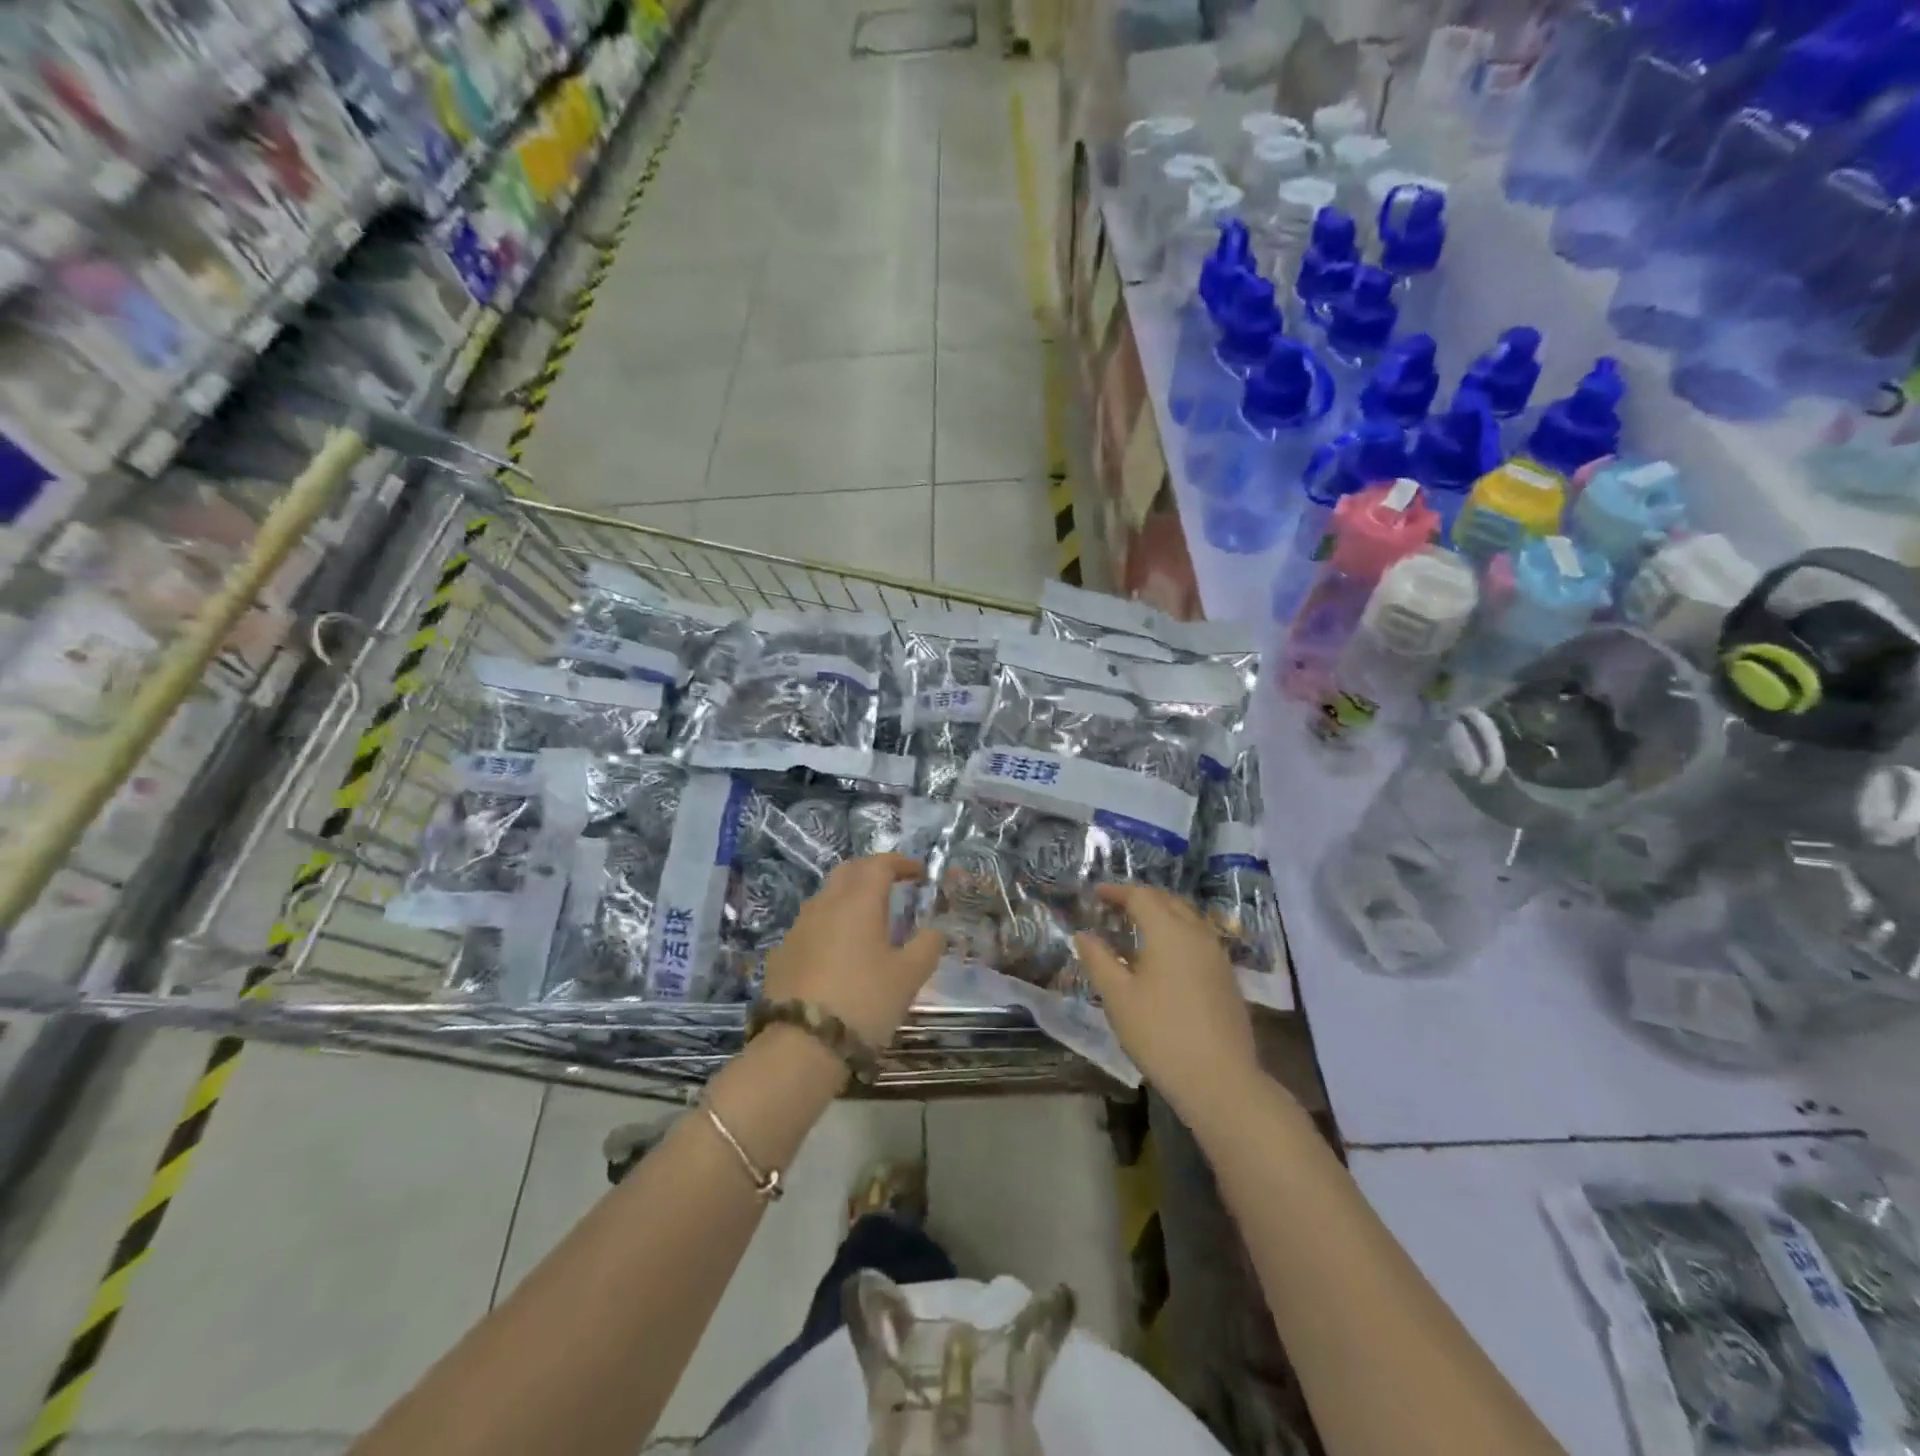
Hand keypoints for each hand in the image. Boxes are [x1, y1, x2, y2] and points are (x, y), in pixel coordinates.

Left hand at [761, 854, 945, 1050]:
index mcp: (858, 901)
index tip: (919, 873)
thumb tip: (935, 931)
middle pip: (848, 872)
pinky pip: (810, 926)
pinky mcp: (781, 953)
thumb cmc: (864, 1002)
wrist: (801, 1045)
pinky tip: (838, 953)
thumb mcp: (909, 977)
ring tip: (868, 921)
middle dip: (872, 872)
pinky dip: (829, 927)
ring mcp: (798, 928)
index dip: (901, 863)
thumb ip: (927, 946)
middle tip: (893, 886)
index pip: (880, 864)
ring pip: (826, 898)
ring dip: (848, 898)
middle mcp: (825, 904)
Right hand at [1074, 885, 1259, 1119]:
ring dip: (1162, 914)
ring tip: (1138, 928)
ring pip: (1188, 918)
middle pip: (1168, 901)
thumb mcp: (1118, 997)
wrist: (1220, 1081)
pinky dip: (1178, 933)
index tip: (1096, 893)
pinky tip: (1165, 957)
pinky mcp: (1227, 977)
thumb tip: (1084, 934)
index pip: (1141, 896)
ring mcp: (1218, 955)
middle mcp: (1197, 933)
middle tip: (1115, 906)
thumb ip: (1098, 960)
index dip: (1117, 891)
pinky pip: (1199, 939)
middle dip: (1141, 898)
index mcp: (1169, 931)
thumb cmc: (1160, 1034)